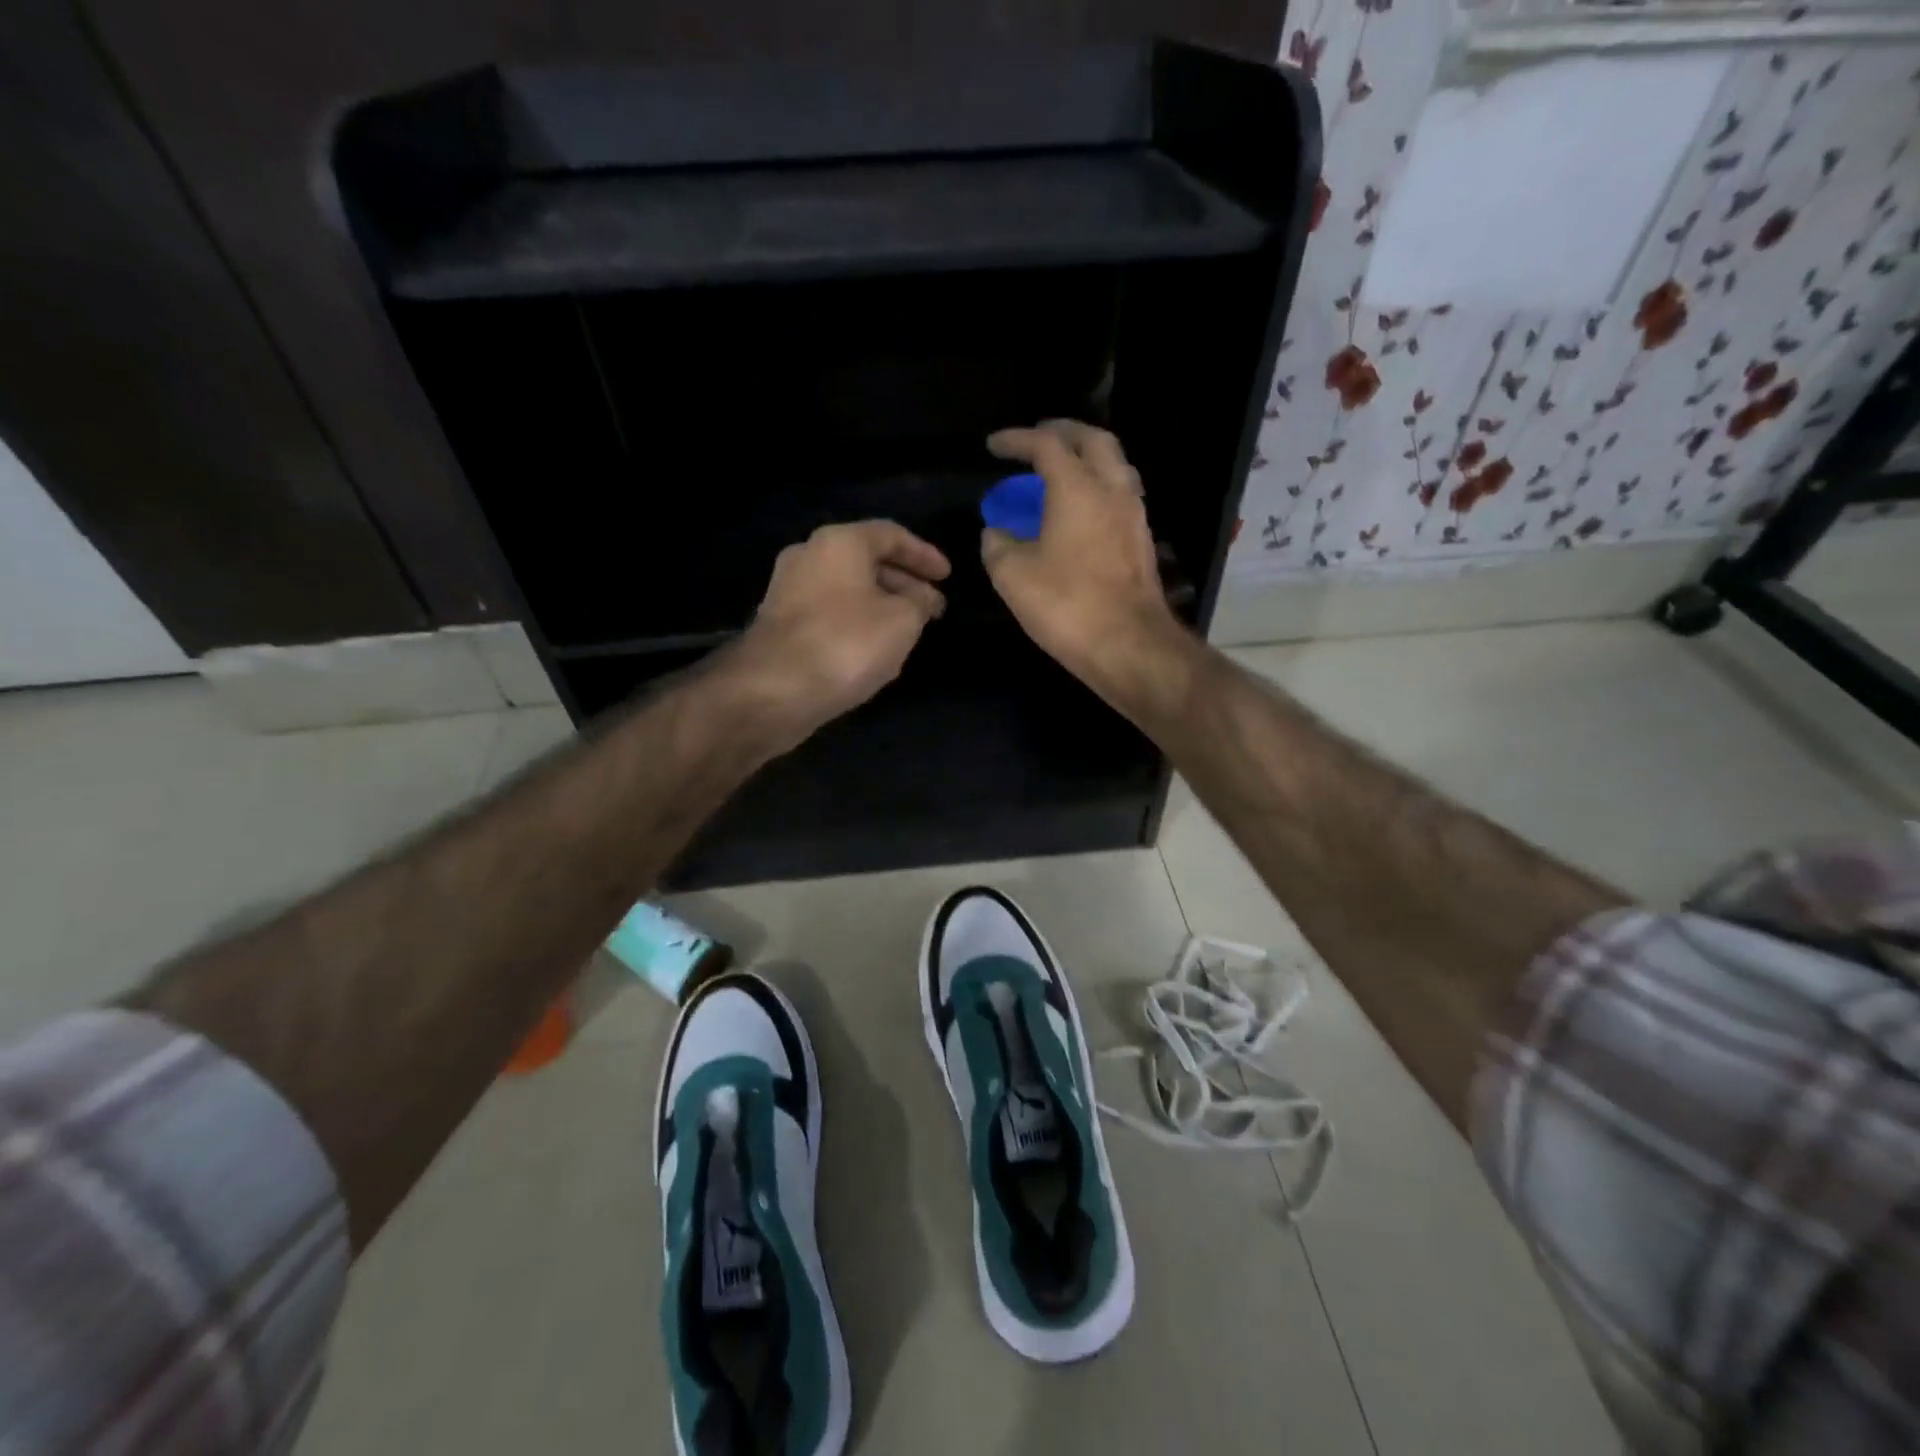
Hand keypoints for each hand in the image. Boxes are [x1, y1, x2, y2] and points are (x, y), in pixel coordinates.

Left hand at [726, 520, 950, 747]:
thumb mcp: (902, 621)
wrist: (775, 689)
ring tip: (910, 629)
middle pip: (866, 560)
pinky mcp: (780, 624)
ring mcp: (789, 590)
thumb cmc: (847, 644)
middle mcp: (809, 556)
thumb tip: (923, 599)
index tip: (947, 577)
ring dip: (881, 604)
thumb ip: (920, 603)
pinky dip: (857, 622)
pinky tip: (875, 648)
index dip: (925, 554)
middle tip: (933, 607)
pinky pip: (830, 613)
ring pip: (848, 588)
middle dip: (904, 583)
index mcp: (839, 542)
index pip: (891, 534)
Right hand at [982, 421, 1179, 677]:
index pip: (1046, 445)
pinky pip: (1120, 497)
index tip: (993, 446)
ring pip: (1114, 467)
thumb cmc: (1066, 605)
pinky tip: (1082, 513)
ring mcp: (1134, 515)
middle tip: (1037, 441)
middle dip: (1063, 433)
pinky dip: (1098, 490)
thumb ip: (997, 546)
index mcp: (1077, 488)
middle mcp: (1112, 490)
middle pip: (1094, 440)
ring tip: (1061, 474)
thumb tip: (996, 533)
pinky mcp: (1142, 542)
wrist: (1128, 645)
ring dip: (1087, 460)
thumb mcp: (1013, 576)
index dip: (1017, 439)